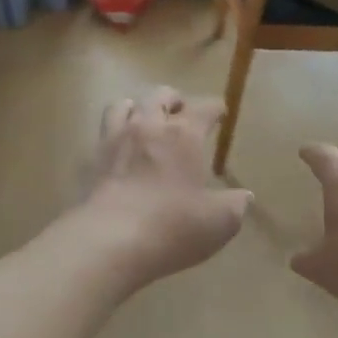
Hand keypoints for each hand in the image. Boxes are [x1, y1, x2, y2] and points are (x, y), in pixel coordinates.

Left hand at [75, 87, 252, 287]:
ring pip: (125, 105)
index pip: (204, 108)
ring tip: (145, 122)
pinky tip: (121, 149)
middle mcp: (149, 126)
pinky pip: (104, 132)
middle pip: (160, 95)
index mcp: (184, 135)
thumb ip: (235, 205)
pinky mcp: (93, 160)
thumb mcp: (220, 222)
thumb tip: (244, 196)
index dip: (215, 108)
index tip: (221, 114)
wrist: (110, 242)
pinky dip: (115, 132)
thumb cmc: (173, 226)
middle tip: (181, 114)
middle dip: (174, 100)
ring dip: (138, 108)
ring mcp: (117, 139)